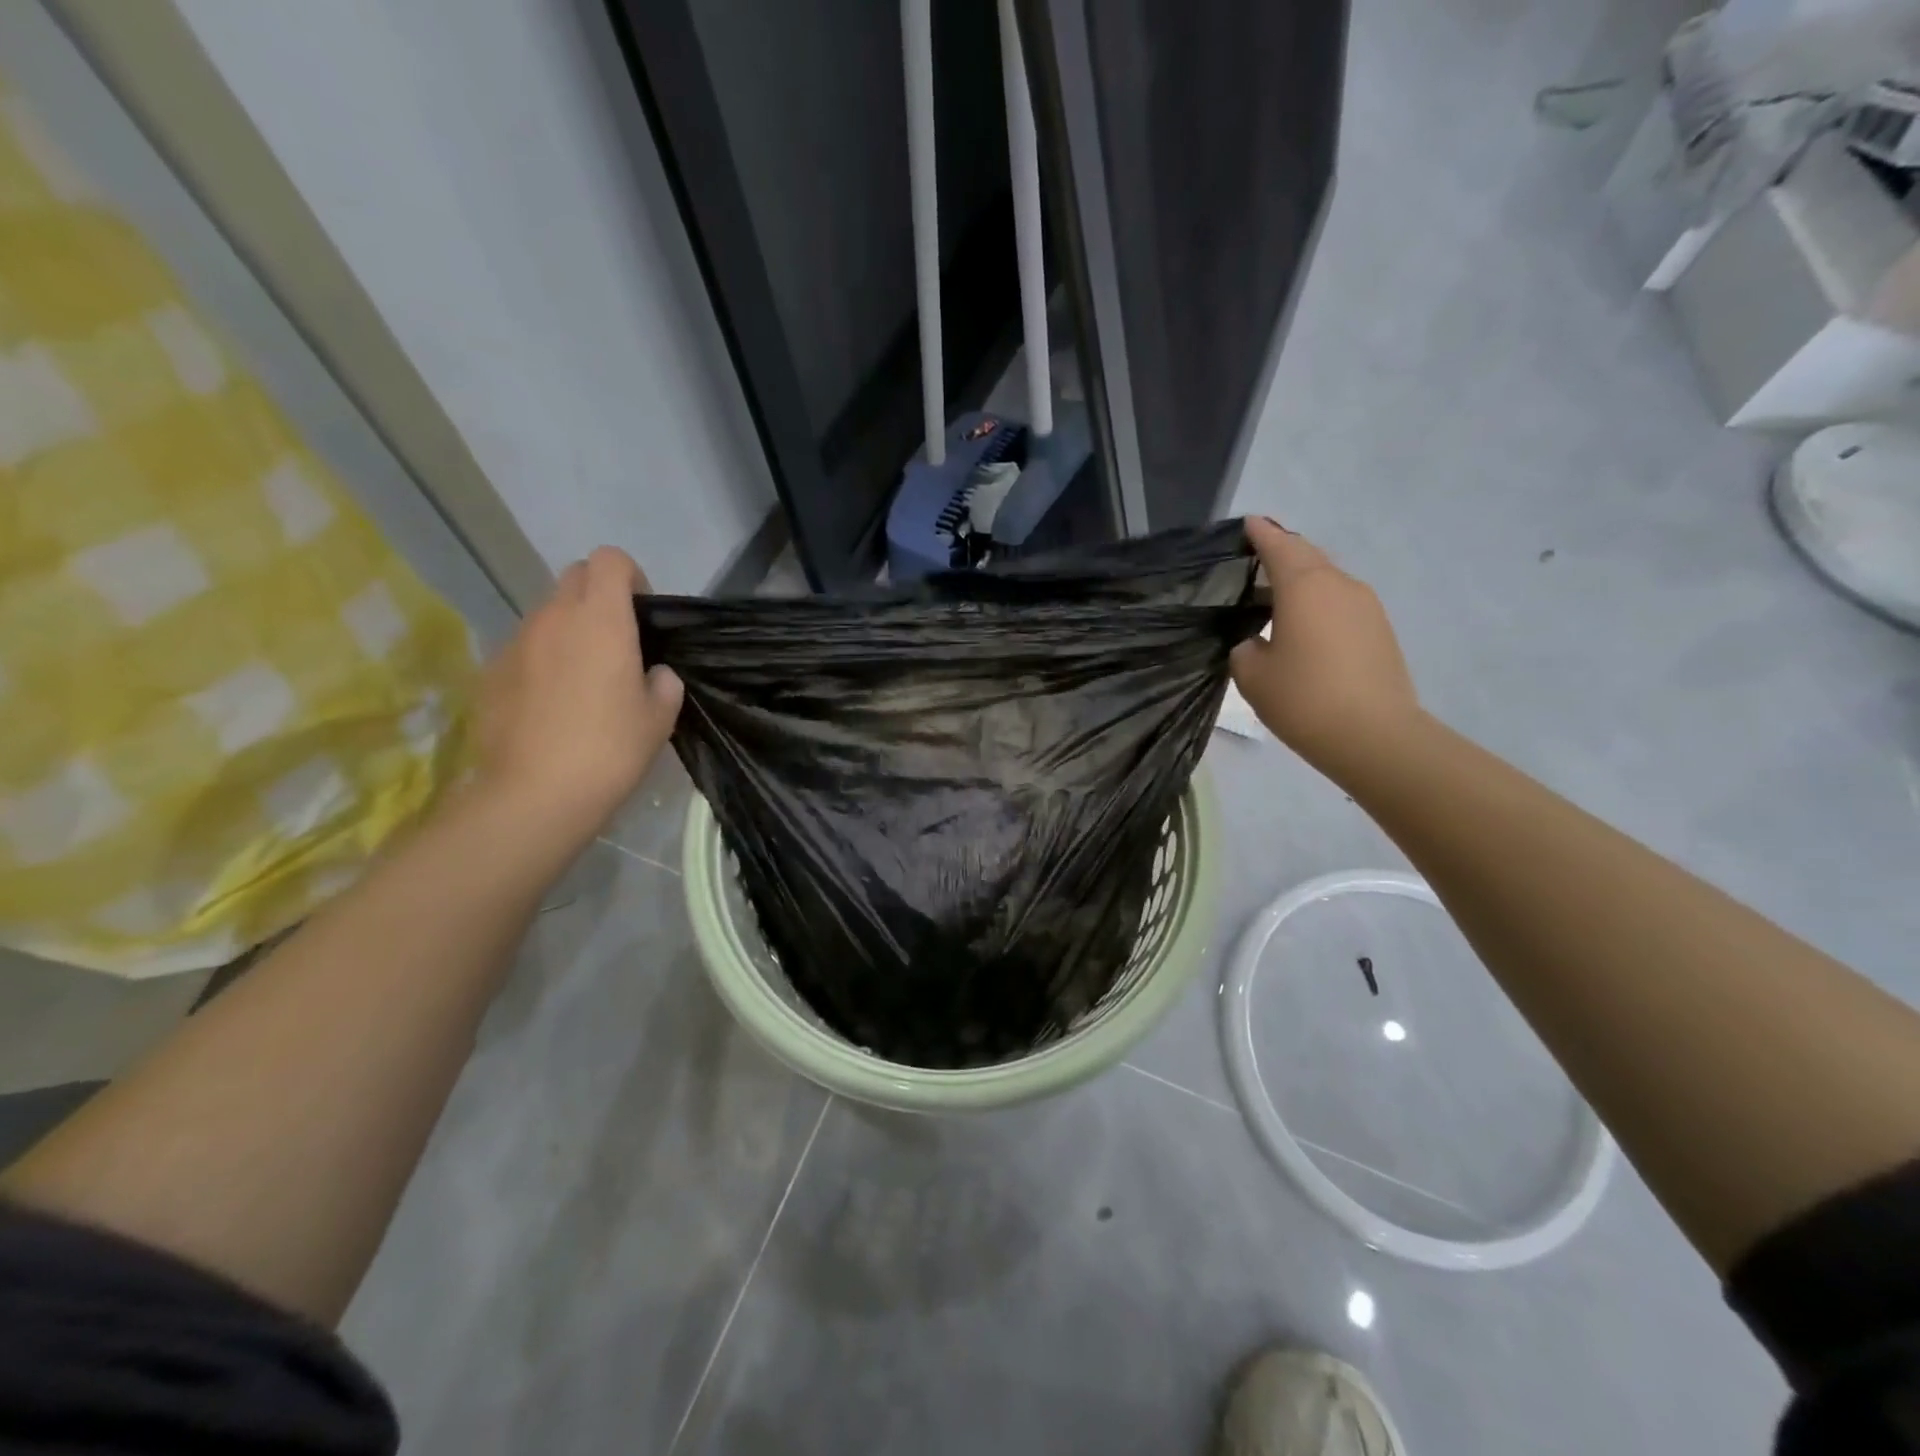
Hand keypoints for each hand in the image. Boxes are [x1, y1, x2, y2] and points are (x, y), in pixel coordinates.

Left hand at [474, 547, 682, 843]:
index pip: (609, 559)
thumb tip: (652, 674)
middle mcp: (553, 618)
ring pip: (547, 615)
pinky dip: (541, 662)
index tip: (641, 613)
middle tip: (616, 641)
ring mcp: (515, 643)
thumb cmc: (611, 749)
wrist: (536, 794)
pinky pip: (524, 650)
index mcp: (602, 620)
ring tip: (583, 681)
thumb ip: (663, 683)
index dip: (630, 577)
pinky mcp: (489, 672)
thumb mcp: (660, 717)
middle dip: (598, 596)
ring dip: (569, 631)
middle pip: (575, 577)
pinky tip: (551, 706)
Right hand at [1230, 517, 1420, 775]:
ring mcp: (1366, 606)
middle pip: (1307, 557)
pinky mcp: (1379, 629)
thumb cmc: (1304, 699)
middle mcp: (1339, 585)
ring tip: (1275, 597)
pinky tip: (1303, 626)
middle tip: (1256, 558)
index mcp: (1304, 587)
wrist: (1375, 736)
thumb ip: (1245, 648)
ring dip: (1301, 581)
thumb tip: (1257, 641)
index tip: (1248, 524)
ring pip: (1326, 580)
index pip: (1278, 547)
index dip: (1260, 534)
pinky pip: (1340, 603)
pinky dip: (1318, 604)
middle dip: (1282, 553)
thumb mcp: (1252, 675)